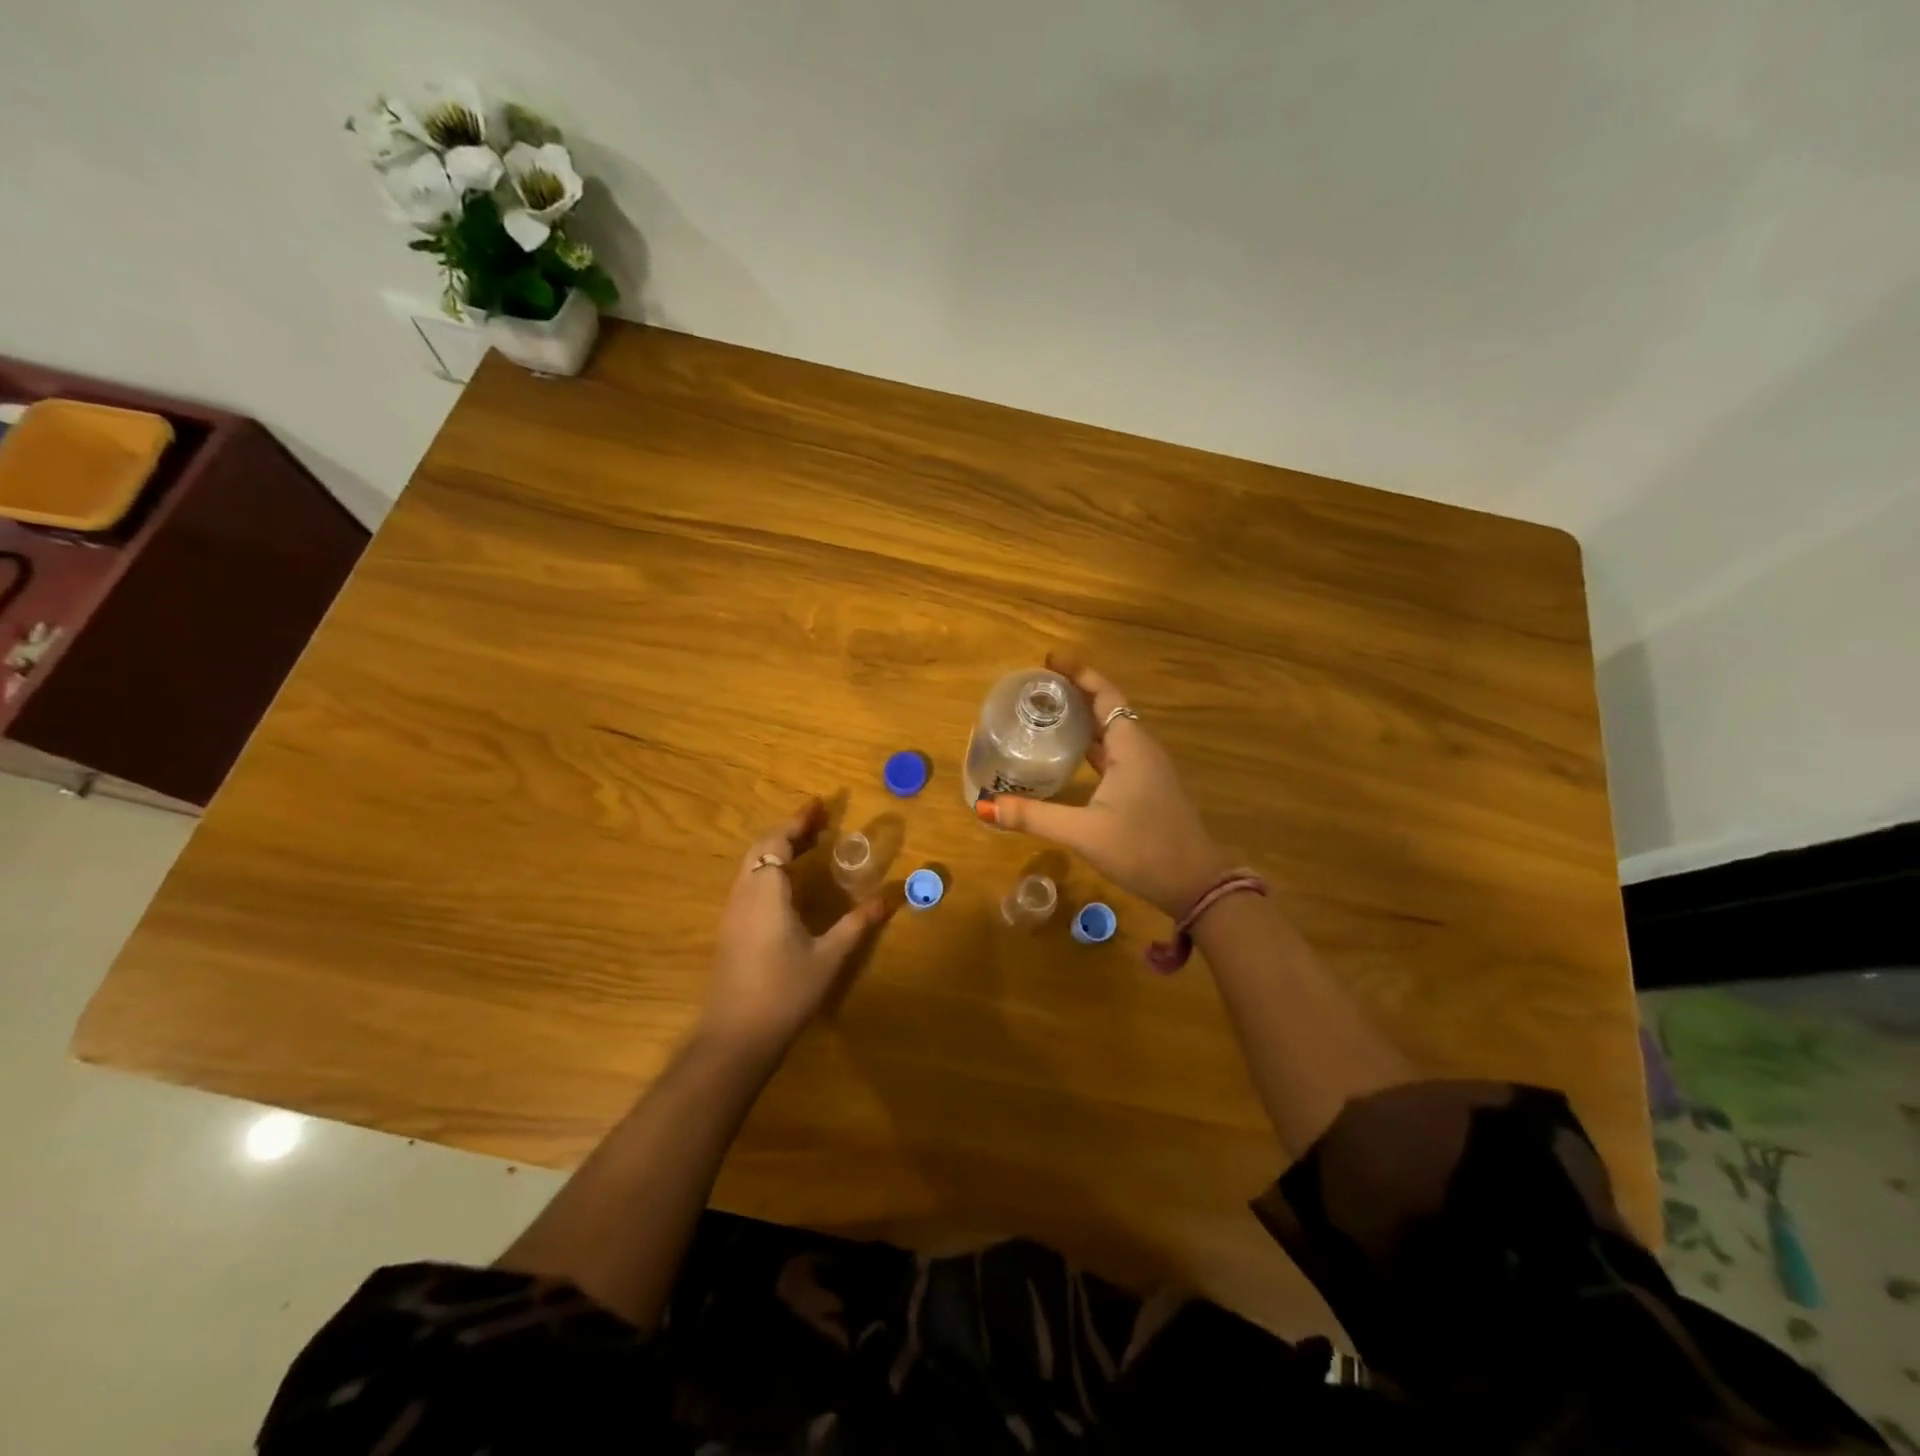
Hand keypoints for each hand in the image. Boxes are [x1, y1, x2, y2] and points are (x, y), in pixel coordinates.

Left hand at [701, 799, 892, 1055]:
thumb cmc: (784, 992)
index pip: (777, 842)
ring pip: (750, 866)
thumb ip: (856, 925)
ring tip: (806, 847)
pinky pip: (747, 883)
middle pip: (760, 848)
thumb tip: (887, 899)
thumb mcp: (828, 958)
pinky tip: (787, 885)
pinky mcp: (729, 931)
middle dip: (787, 831)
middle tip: (817, 824)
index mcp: (766, 893)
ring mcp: (732, 914)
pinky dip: (768, 869)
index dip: (797, 822)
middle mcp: (743, 895)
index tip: (819, 806)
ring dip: (775, 850)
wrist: (735, 1038)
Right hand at [979, 655, 1231, 916]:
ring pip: (1111, 731)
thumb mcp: (1084, 833)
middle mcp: (1141, 748)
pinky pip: (1115, 752)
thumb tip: (984, 807)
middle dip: (1074, 693)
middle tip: (1036, 689)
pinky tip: (1068, 755)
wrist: (1195, 884)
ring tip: (1045, 714)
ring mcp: (1147, 768)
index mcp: (1131, 745)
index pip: (1104, 694)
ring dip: (1083, 719)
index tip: (1049, 660)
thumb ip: (1034, 817)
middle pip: (1106, 707)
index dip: (1078, 672)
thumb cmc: (1143, 849)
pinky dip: (1091, 744)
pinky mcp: (1146, 787)